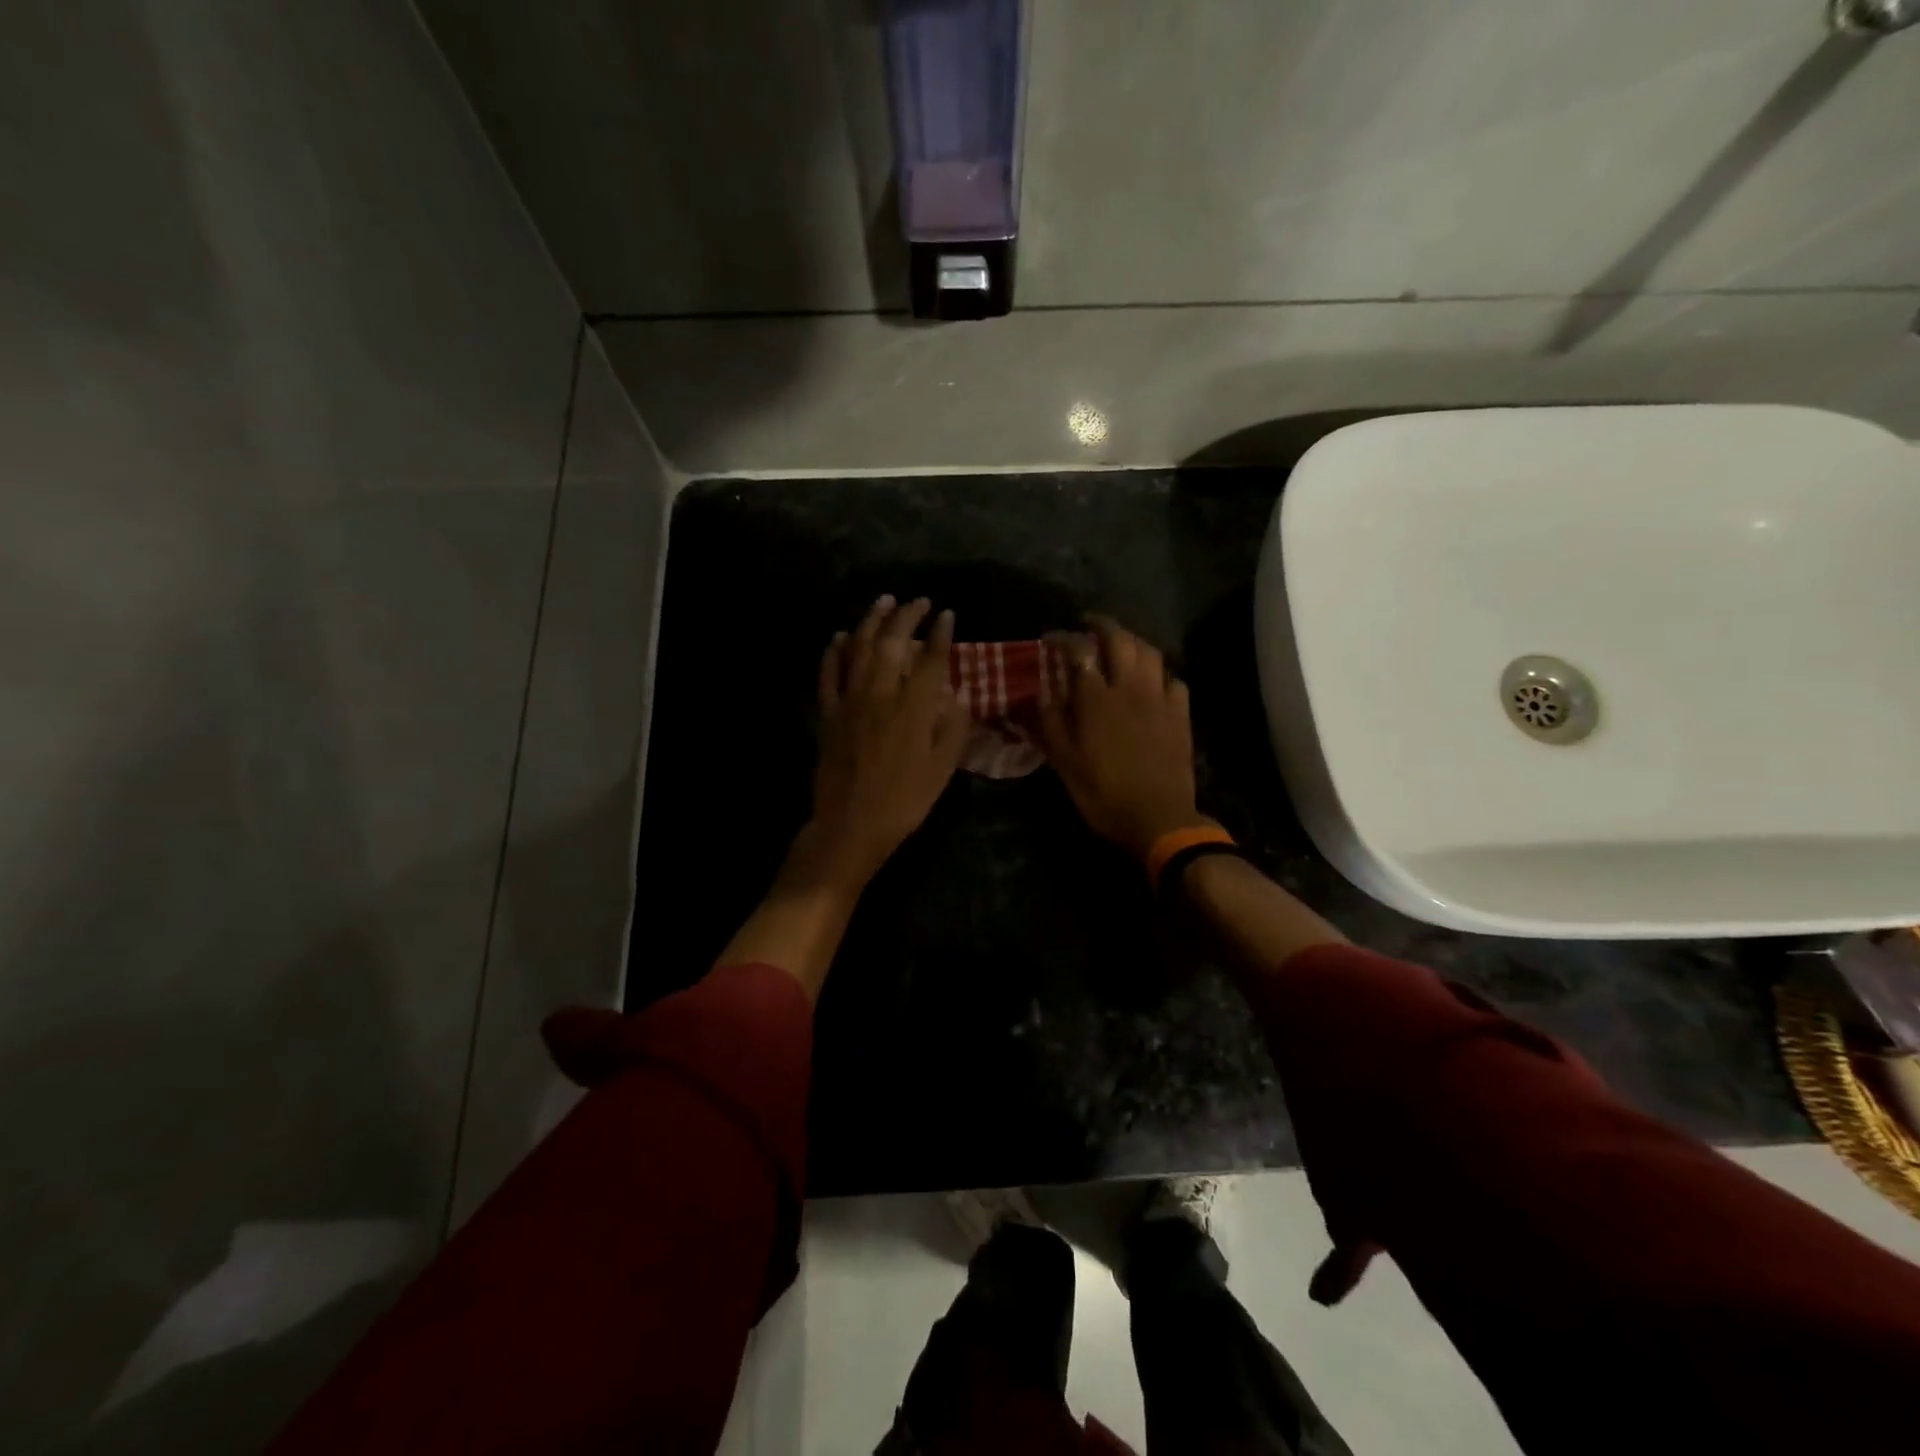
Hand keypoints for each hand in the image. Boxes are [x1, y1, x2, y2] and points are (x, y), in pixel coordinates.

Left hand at [801, 595, 968, 889]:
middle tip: (919, 601)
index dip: (941, 634)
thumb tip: (956, 697)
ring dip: (871, 620)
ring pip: (858, 649)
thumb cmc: (904, 801)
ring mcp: (850, 701)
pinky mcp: (828, 713)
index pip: (930, 659)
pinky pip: (828, 674)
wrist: (852, 825)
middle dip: (907, 616)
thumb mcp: (943, 770)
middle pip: (892, 643)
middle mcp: (881, 694)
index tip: (947, 615)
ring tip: (883, 602)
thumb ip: (953, 729)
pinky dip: (834, 651)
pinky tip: (840, 636)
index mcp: (914, 708)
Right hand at [1037, 615, 1210, 860]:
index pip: (1079, 651)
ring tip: (1120, 644)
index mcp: (1097, 699)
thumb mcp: (1064, 763)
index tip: (1051, 637)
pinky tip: (1152, 681)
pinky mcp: (1181, 714)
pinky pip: (1173, 679)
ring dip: (1133, 640)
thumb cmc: (1103, 793)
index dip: (1064, 638)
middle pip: (1120, 639)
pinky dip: (1159, 672)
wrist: (1158, 818)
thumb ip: (1051, 722)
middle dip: (1102, 625)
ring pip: (1150, 652)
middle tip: (1088, 624)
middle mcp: (1130, 688)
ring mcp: (1160, 699)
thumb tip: (1042, 691)